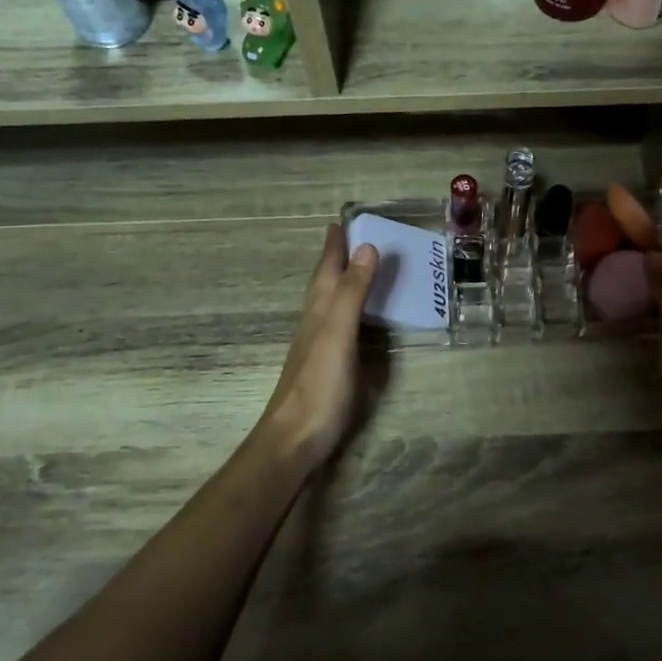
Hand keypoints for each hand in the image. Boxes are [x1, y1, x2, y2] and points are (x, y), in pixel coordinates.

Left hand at [254, 224, 379, 471]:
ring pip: (328, 304)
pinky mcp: (327, 368)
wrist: (295, 439)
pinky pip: (339, 327)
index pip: (327, 269)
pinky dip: (348, 312)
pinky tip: (355, 321)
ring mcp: (318, 347)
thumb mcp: (338, 333)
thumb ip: (352, 292)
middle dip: (336, 260)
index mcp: (318, 311)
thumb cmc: (319, 385)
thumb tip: (367, 247)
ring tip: (357, 270)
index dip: (334, 246)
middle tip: (351, 239)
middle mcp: (315, 323)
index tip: (340, 222)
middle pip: (324, 284)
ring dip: (342, 284)